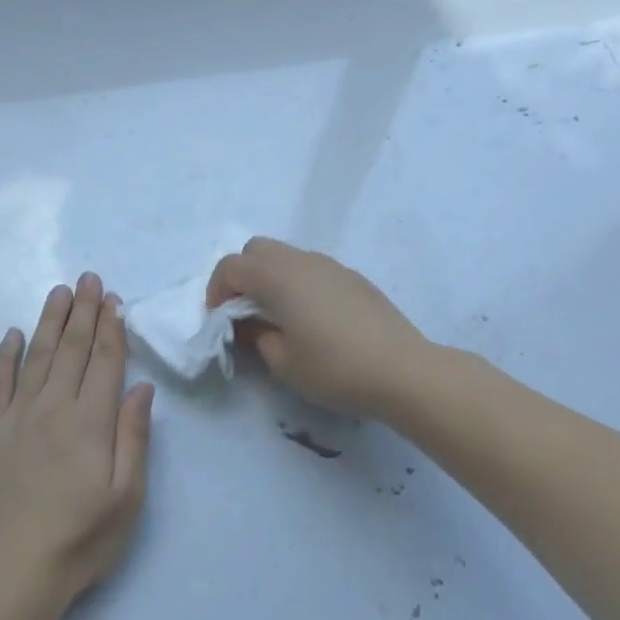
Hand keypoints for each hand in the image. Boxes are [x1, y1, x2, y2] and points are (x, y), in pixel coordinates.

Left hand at [0, 273, 155, 603]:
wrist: (8, 575)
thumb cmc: (80, 540)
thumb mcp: (127, 497)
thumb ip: (134, 437)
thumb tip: (140, 388)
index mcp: (91, 422)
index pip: (105, 362)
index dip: (111, 328)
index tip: (113, 299)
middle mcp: (53, 408)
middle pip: (73, 350)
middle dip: (83, 311)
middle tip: (88, 278)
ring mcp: (15, 418)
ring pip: (38, 357)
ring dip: (50, 322)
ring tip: (59, 292)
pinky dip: (5, 357)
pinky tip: (13, 335)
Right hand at [206, 238, 428, 416]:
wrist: (403, 370)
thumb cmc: (335, 369)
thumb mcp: (283, 363)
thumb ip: (257, 337)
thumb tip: (251, 324)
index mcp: (279, 277)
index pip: (231, 266)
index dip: (216, 290)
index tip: (220, 320)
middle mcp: (303, 261)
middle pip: (257, 249)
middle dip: (241, 275)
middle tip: (243, 312)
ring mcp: (332, 266)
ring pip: (287, 255)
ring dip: (271, 277)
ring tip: (277, 316)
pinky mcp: (354, 278)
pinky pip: (312, 268)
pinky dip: (297, 283)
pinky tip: (311, 318)